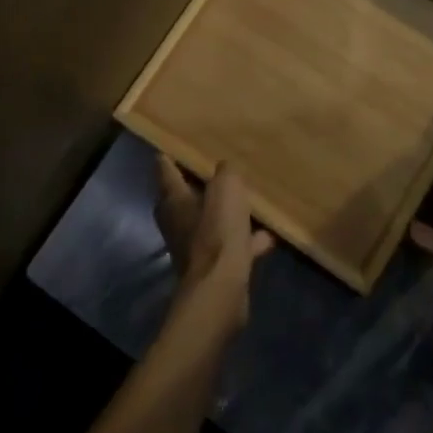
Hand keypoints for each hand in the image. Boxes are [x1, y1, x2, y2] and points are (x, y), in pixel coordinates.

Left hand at [155, 156, 273, 325]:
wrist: (221, 290)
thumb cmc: (217, 232)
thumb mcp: (226, 188)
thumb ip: (226, 172)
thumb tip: (225, 169)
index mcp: (173, 200)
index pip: (164, 169)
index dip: (170, 155)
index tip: (178, 143)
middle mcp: (177, 222)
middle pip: (184, 197)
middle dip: (199, 183)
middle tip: (219, 168)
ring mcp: (193, 247)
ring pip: (209, 222)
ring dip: (225, 213)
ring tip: (248, 199)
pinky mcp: (212, 267)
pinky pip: (231, 246)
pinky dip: (247, 240)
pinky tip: (268, 234)